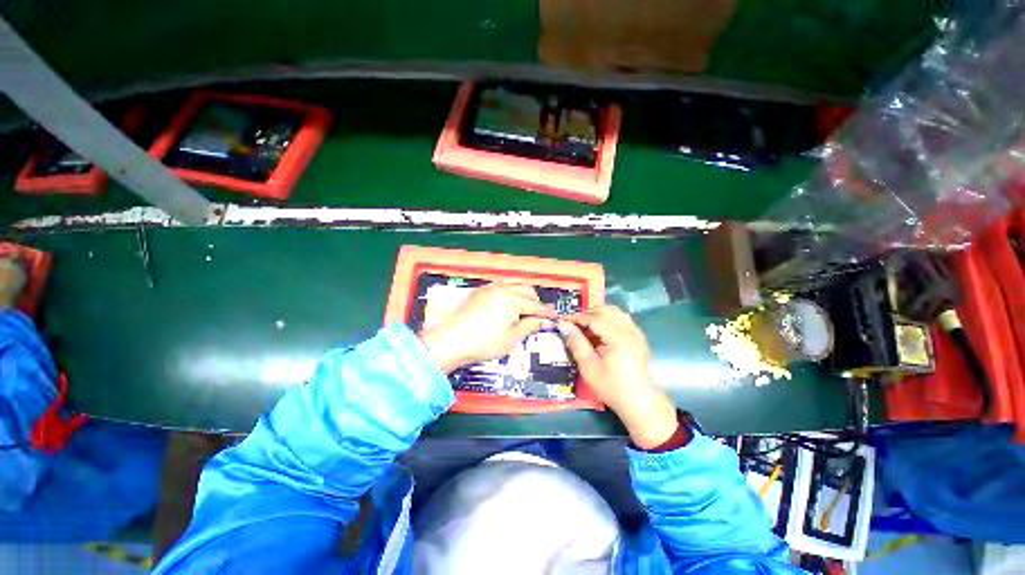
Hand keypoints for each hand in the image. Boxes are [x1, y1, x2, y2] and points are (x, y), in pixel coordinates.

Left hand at [419, 282, 556, 372]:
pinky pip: (501, 286)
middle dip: (536, 301)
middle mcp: (502, 289)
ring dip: (523, 294)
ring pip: (514, 284)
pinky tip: (509, 303)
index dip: (546, 312)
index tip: (554, 317)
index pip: (535, 305)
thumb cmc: (483, 342)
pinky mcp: (480, 292)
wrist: (451, 341)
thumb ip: (530, 326)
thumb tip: (544, 322)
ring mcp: (489, 288)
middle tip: (540, 315)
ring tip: (526, 308)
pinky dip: (510, 292)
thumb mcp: (512, 337)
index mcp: (512, 299)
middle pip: (526, 289)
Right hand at [559, 306, 678, 448]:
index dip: (576, 317)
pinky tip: (599, 334)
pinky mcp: (638, 338)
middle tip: (573, 325)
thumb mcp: (589, 367)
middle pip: (606, 310)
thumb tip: (564, 325)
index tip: (562, 322)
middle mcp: (630, 330)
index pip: (594, 318)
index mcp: (619, 337)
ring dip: (598, 315)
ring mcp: (636, 332)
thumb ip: (576, 343)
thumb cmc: (612, 387)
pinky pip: (621, 320)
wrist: (639, 403)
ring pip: (615, 313)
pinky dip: (608, 320)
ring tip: (585, 328)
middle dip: (587, 314)